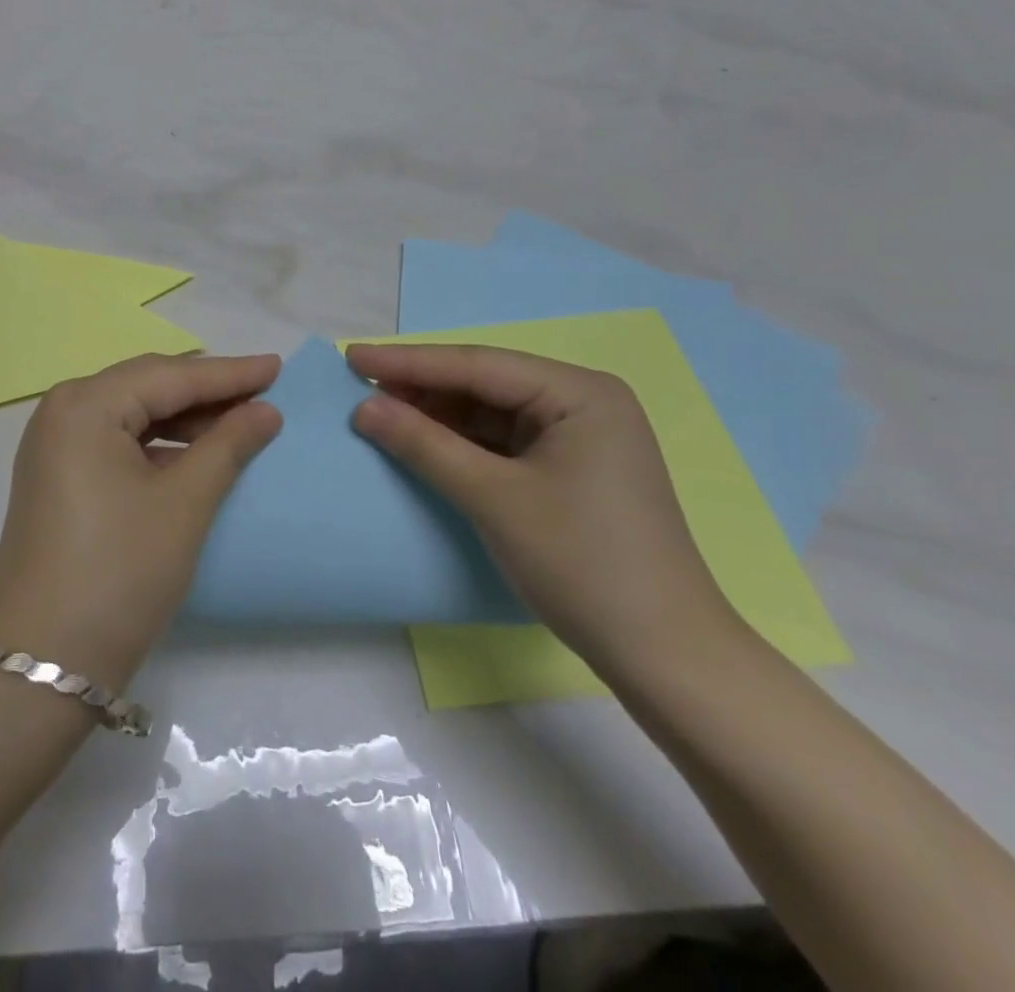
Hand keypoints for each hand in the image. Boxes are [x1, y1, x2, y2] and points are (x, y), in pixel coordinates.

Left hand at [0, 354, 282, 691]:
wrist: (43, 664)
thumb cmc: (119, 572)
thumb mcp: (183, 504)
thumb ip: (227, 446)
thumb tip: (265, 411)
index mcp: (84, 405)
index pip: (169, 376)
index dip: (229, 373)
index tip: (278, 366)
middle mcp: (61, 412)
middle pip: (146, 387)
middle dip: (206, 390)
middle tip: (263, 391)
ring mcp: (53, 447)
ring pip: (132, 414)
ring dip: (184, 418)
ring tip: (238, 422)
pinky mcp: (57, 478)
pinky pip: (116, 442)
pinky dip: (158, 444)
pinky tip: (195, 454)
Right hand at [346, 344, 743, 676]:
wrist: (664, 655)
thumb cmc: (581, 563)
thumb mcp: (492, 498)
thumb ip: (423, 445)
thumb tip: (363, 407)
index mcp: (579, 393)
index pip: (476, 365)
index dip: (407, 361)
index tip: (351, 357)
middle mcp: (583, 402)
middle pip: (484, 384)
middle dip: (421, 388)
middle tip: (359, 388)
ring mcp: (579, 437)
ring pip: (490, 413)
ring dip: (437, 417)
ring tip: (380, 415)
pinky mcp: (571, 469)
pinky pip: (502, 442)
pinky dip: (460, 444)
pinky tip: (422, 445)